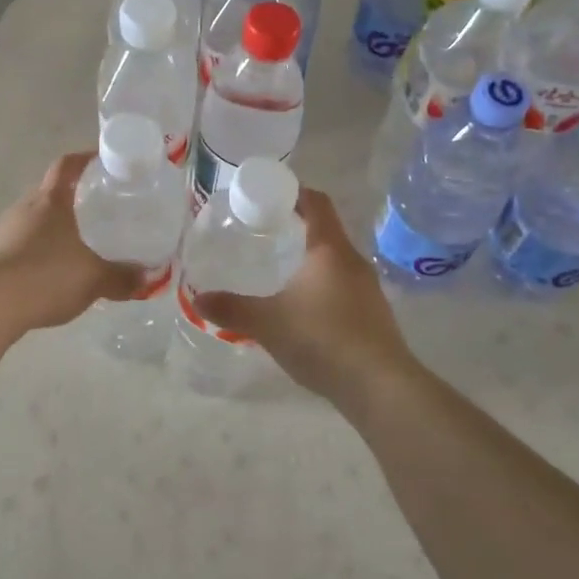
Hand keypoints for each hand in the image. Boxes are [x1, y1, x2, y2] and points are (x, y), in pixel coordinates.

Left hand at [0, 153, 148, 333]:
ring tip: (77, 246)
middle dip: (71, 199)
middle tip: (97, 210)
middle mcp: (25, 209)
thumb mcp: (93, 278)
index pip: (67, 166)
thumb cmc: (46, 275)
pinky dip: (38, 254)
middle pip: (49, 193)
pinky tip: (52, 275)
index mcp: (51, 201)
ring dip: (53, 229)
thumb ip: (121, 277)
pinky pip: (21, 247)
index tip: (101, 160)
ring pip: (34, 221)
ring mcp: (4, 233)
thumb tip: (146, 278)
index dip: (84, 159)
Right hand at [194, 189, 421, 405]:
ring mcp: (368, 290)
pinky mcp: (372, 316)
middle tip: (262, 233)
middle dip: (295, 227)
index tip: (268, 195)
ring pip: (334, 262)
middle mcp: (353, 262)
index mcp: (330, 249)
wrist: (380, 386)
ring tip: (277, 270)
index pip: (317, 202)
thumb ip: (232, 308)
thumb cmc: (322, 338)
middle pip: (325, 231)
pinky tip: (300, 309)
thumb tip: (198, 299)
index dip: (294, 192)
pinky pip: (342, 288)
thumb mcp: (268, 323)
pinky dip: (320, 287)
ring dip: (309, 260)